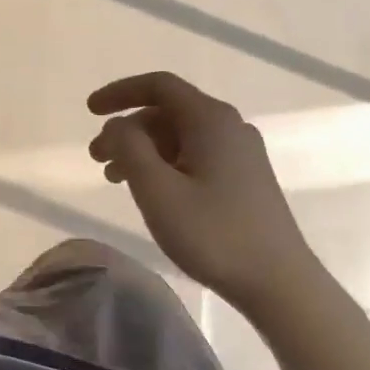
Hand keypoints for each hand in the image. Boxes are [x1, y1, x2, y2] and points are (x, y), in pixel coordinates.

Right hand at [88, 72, 311, 301]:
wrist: (280, 284)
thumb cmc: (214, 234)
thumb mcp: (158, 190)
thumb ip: (129, 148)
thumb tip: (117, 126)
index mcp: (210, 119)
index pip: (158, 86)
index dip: (120, 92)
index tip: (90, 111)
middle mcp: (229, 126)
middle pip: (167, 111)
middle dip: (127, 129)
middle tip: (96, 159)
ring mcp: (241, 153)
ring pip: (179, 136)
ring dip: (143, 149)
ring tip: (115, 179)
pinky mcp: (245, 178)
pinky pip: (195, 155)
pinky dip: (164, 164)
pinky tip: (151, 192)